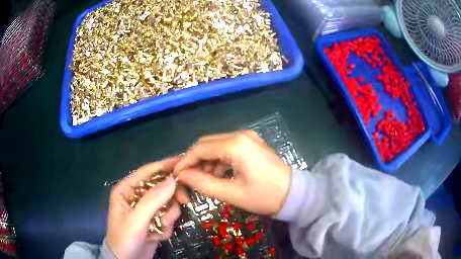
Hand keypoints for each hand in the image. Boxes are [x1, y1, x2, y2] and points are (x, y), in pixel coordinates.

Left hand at [106, 157, 180, 258]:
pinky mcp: (154, 221)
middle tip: (183, 200)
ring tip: (162, 226)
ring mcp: (146, 210)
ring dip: (168, 215)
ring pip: (167, 203)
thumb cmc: (125, 238)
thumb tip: (173, 179)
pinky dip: (166, 226)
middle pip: (160, 187)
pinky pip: (167, 217)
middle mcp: (136, 197)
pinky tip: (157, 236)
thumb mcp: (137, 220)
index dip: (164, 165)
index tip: (183, 161)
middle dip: (170, 196)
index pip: (147, 172)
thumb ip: (153, 200)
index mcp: (126, 190)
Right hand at [174, 131, 290, 215]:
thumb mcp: (231, 193)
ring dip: (207, 160)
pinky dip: (219, 160)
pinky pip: (227, 148)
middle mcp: (240, 135)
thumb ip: (203, 183)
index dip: (185, 161)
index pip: (200, 148)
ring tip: (204, 180)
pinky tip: (219, 174)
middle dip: (195, 160)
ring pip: (216, 145)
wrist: (294, 194)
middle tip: (188, 178)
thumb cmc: (264, 196)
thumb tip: (182, 175)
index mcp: (236, 145)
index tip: (176, 175)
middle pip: (207, 143)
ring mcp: (247, 137)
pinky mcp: (252, 143)